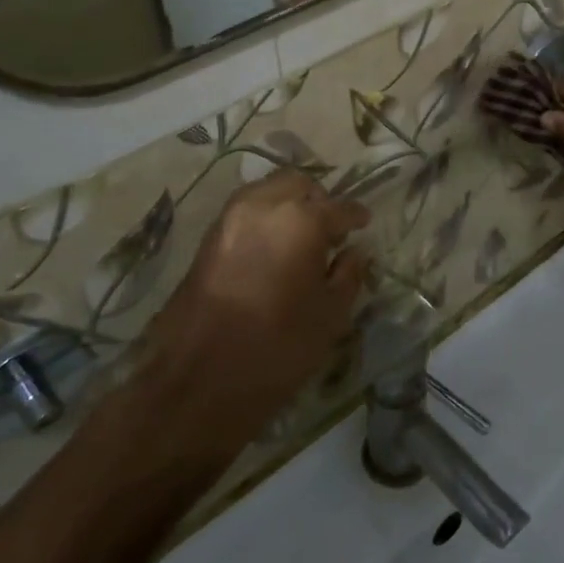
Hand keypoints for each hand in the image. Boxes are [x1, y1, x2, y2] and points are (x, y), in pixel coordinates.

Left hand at [146, 171, 370, 449]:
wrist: (198, 378)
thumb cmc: (278, 348)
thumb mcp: (329, 315)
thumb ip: (348, 275)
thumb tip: (355, 251)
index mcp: (301, 220)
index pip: (339, 207)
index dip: (356, 215)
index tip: (365, 223)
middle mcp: (263, 205)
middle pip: (299, 184)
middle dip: (319, 199)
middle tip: (331, 229)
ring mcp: (230, 218)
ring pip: (268, 191)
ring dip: (289, 204)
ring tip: (301, 237)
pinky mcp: (208, 237)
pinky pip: (246, 211)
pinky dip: (265, 217)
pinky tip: (274, 247)